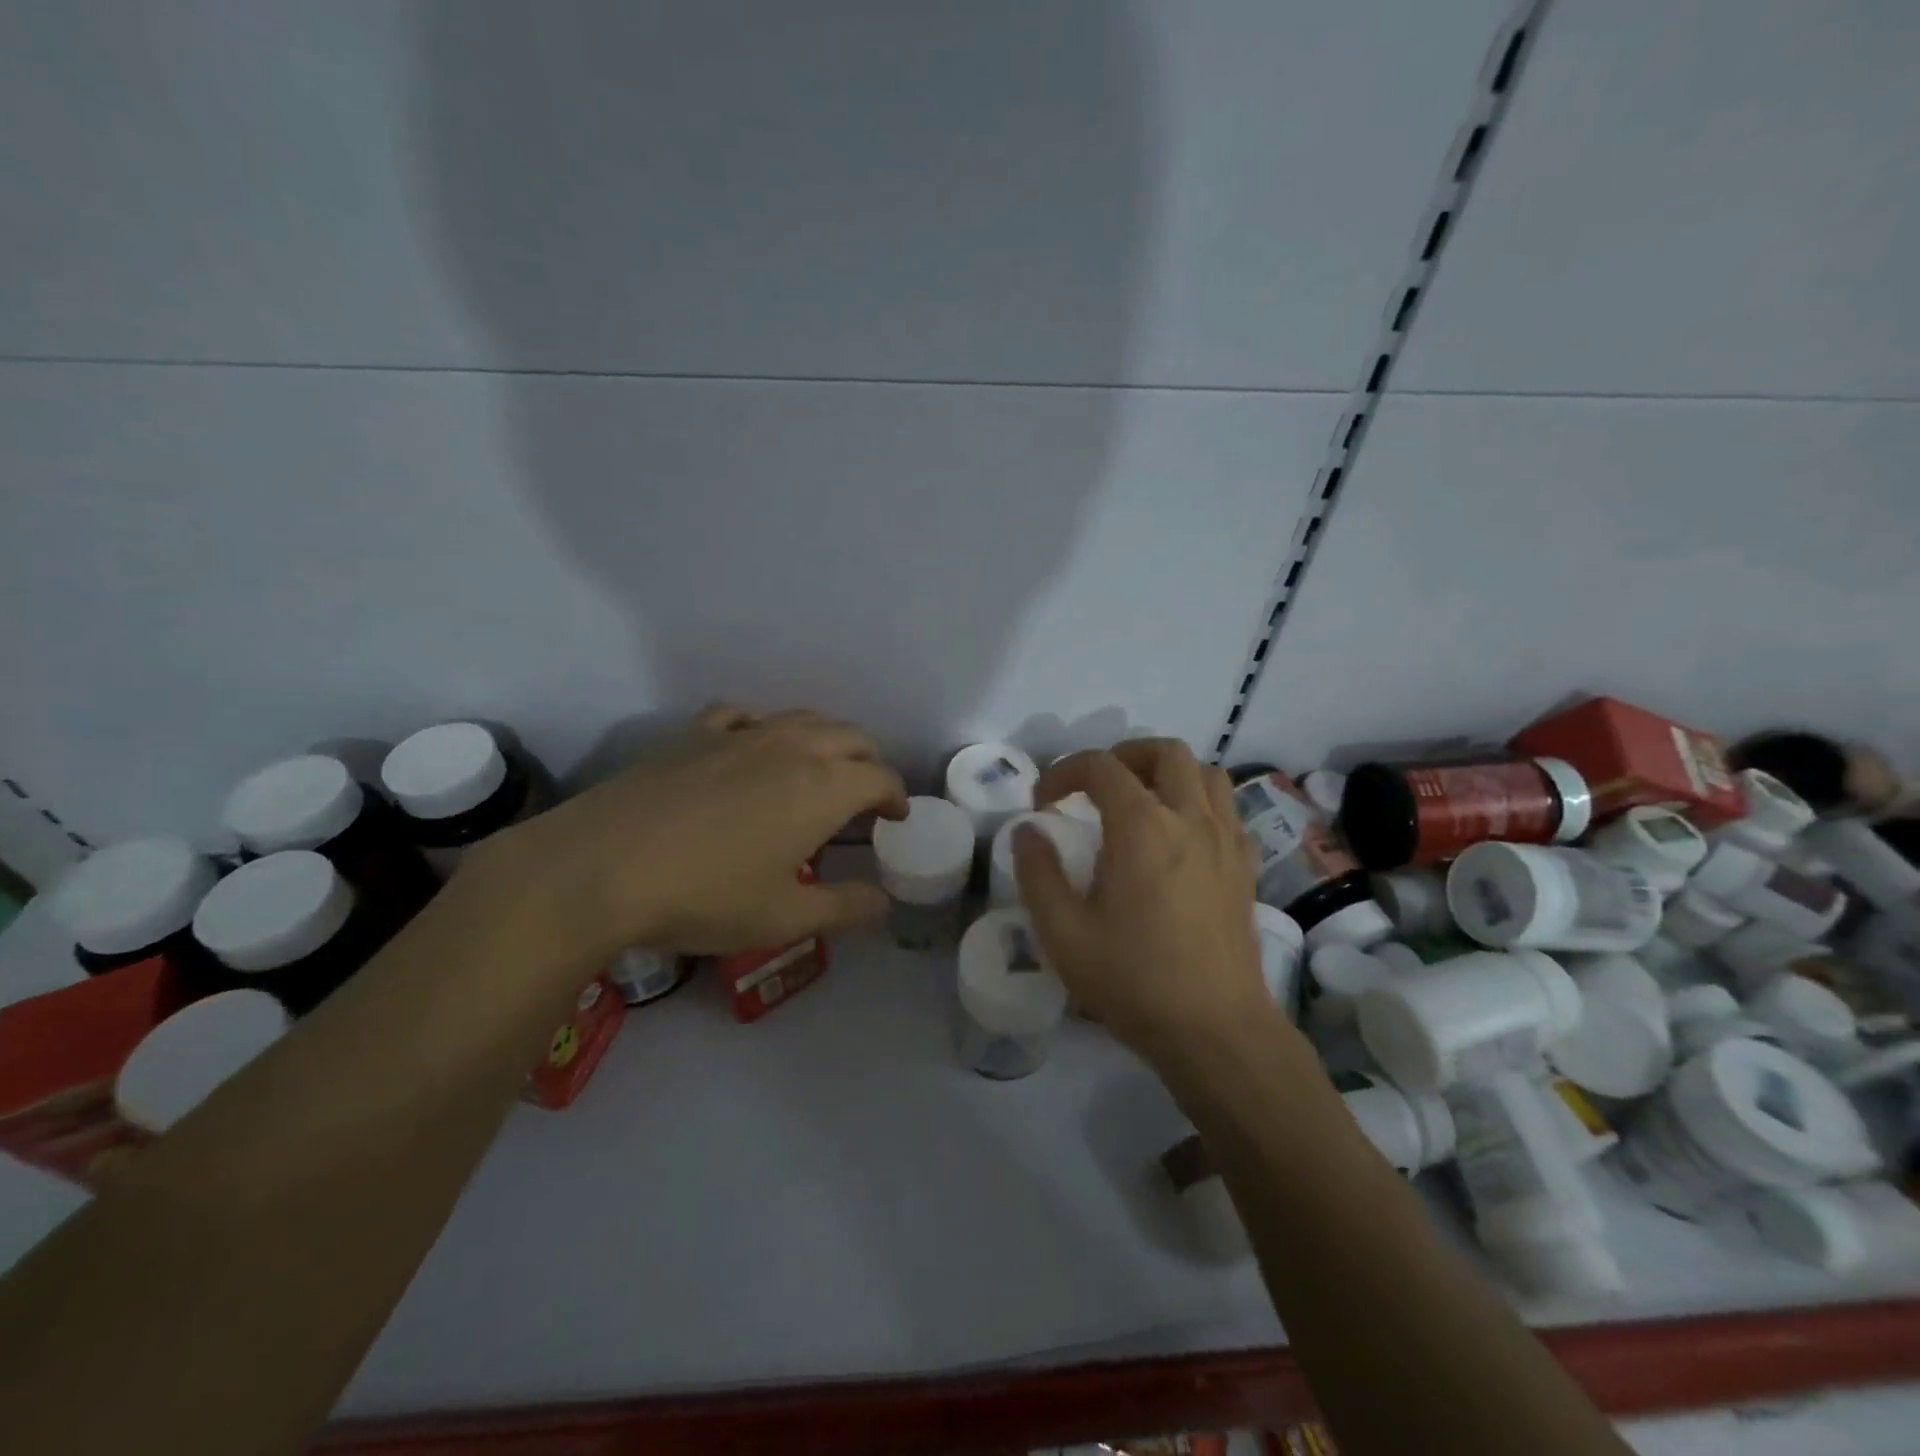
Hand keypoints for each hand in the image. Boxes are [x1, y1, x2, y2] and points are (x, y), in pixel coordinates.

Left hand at [472, 705, 907, 965]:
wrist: (600, 867)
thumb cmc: (705, 896)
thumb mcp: (785, 918)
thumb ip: (845, 908)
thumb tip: (884, 904)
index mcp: (823, 787)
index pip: (880, 777)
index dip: (895, 796)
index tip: (894, 817)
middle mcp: (792, 746)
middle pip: (851, 736)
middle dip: (869, 761)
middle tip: (866, 794)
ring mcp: (741, 733)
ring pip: (803, 718)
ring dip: (827, 738)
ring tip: (822, 767)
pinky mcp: (696, 733)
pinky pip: (746, 716)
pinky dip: (766, 727)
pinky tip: (754, 745)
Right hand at [1015, 739, 1280, 1067]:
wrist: (1217, 1031)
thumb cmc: (1135, 981)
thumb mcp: (1064, 934)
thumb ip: (1039, 873)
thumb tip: (1028, 830)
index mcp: (1143, 827)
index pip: (1101, 766)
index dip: (1064, 772)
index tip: (1045, 804)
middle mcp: (1190, 819)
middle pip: (1166, 752)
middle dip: (1124, 757)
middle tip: (1097, 789)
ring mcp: (1226, 841)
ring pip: (1206, 773)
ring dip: (1169, 774)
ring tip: (1141, 803)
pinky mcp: (1245, 867)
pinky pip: (1227, 810)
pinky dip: (1199, 804)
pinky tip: (1179, 839)